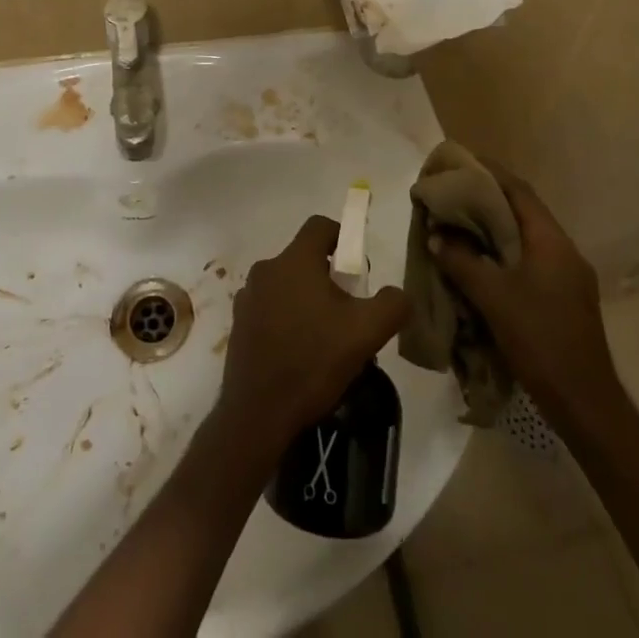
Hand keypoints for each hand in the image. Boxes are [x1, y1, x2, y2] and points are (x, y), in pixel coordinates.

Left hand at [218, 216, 409, 449]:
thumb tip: (399, 293)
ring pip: (287, 284)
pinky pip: (270, 307)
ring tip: (326, 338)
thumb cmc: (313, 361)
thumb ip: (392, 305)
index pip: (320, 226)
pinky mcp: (239, 322)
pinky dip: (287, 318)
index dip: (344, 238)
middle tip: (348, 311)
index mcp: (294, 260)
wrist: (258, 413)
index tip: (358, 270)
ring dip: (307, 299)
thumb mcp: (366, 333)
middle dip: (329, 277)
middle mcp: (266, 268)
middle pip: (304, 257)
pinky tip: (300, 353)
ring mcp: (248, 296)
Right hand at [428, 163, 624, 433]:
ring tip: (459, 224)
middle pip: (522, 211)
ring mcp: (568, 276)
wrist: (585, 404)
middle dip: (487, 199)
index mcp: (551, 241)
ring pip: (525, 237)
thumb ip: (462, 261)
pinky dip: (503, 252)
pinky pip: (529, 259)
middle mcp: (564, 250)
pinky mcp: (565, 298)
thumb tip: (436, 236)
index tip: (460, 163)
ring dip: (494, 228)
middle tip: (452, 194)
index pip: (518, 191)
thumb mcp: (493, 298)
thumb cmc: (540, 340)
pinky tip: (480, 262)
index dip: (489, 173)